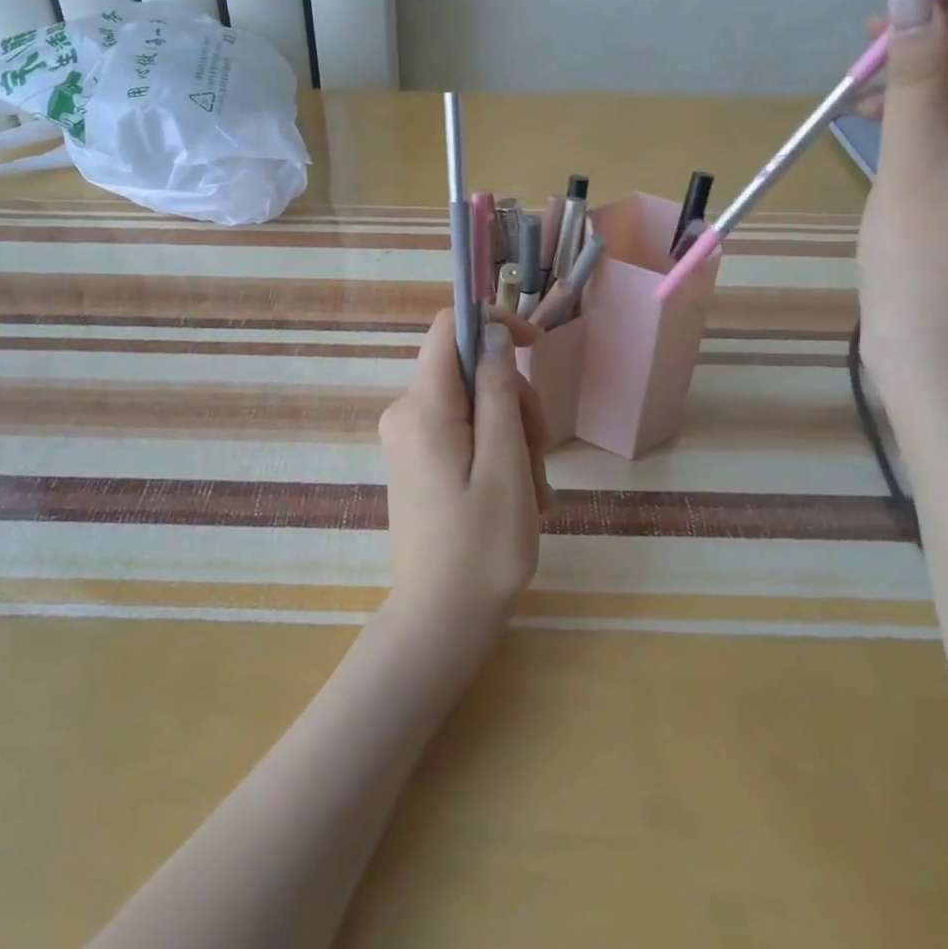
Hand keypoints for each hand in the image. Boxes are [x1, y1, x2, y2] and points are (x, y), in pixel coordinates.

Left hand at [378, 308, 549, 648]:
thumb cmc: (481, 550)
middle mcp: (405, 412)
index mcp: (423, 407)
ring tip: (531, 491)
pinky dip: (495, 451)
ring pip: (472, 403)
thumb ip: (498, 392)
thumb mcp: (505, 465)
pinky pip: (462, 431)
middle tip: (541, 456)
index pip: (450, 327)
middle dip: (513, 400)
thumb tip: (493, 334)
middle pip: (469, 369)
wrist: (439, 625)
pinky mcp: (416, 459)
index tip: (535, 347)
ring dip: (512, 434)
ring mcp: (408, 437)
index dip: (494, 323)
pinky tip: (515, 495)